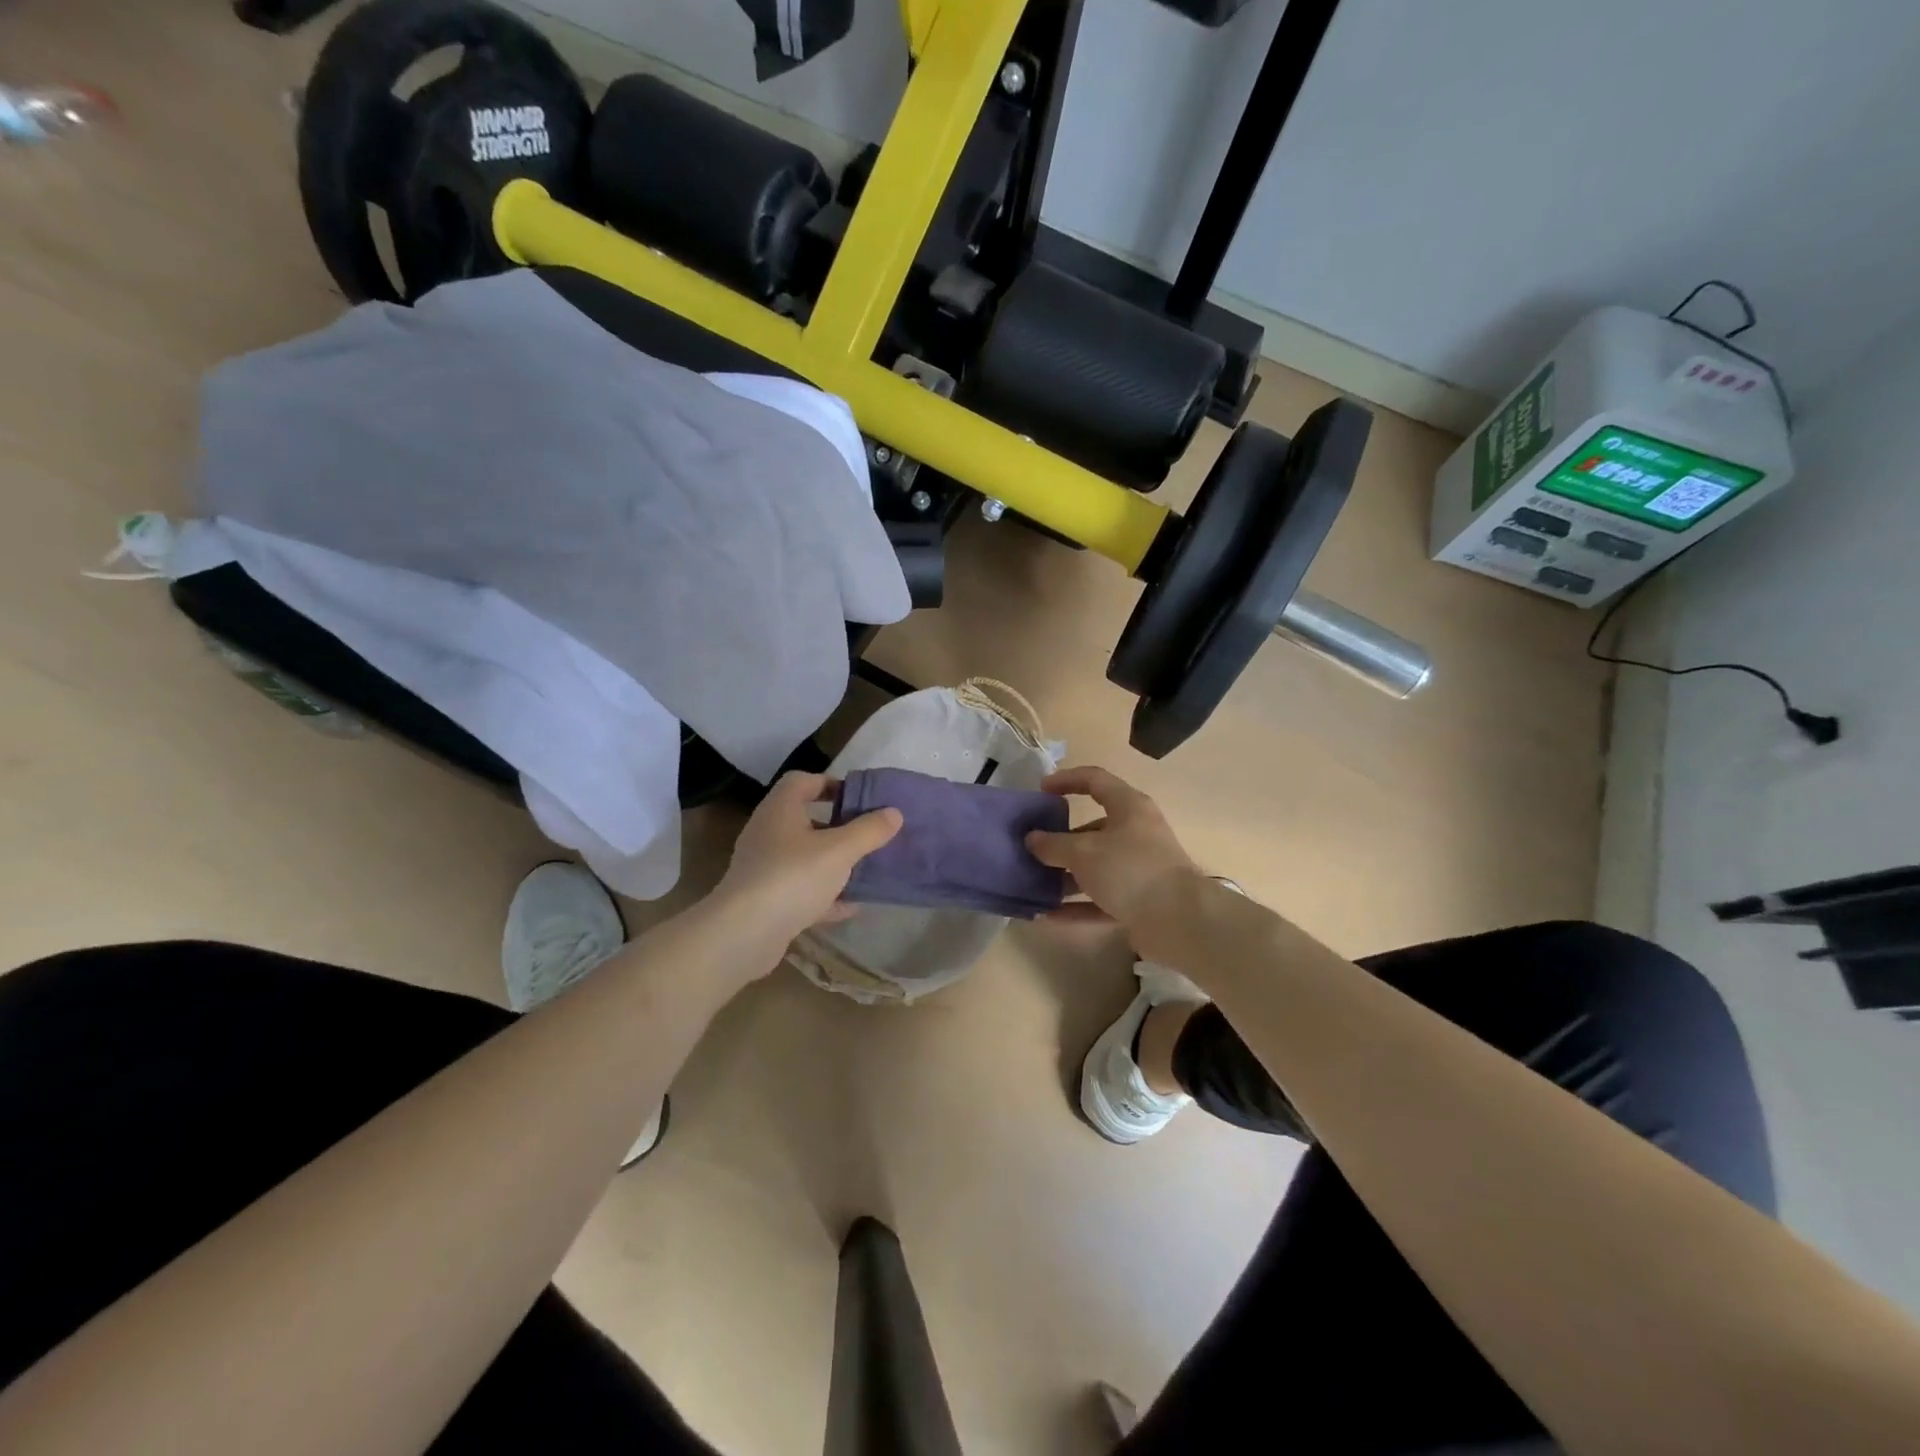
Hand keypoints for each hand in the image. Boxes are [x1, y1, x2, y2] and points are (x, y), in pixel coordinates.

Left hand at [705, 771, 901, 968]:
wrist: (743, 934)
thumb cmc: (793, 877)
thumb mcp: (840, 851)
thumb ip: (869, 830)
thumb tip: (894, 813)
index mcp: (781, 810)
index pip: (803, 781)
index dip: (831, 783)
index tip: (859, 798)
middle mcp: (768, 833)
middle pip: (806, 819)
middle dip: (838, 826)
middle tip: (869, 834)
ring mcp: (764, 868)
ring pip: (805, 857)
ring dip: (833, 863)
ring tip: (865, 869)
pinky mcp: (766, 901)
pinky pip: (801, 890)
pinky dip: (825, 895)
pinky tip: (851, 906)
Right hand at [1026, 766, 1205, 957]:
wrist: (1180, 920)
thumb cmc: (1130, 869)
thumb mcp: (1083, 852)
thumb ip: (1053, 844)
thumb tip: (1032, 839)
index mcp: (1128, 807)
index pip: (1094, 780)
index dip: (1066, 780)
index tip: (1040, 790)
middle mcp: (1135, 833)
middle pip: (1092, 829)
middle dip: (1060, 839)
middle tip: (1031, 848)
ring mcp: (1138, 868)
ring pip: (1095, 867)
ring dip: (1065, 875)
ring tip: (1034, 884)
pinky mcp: (1138, 900)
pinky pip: (1100, 899)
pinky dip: (1077, 906)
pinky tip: (1048, 916)